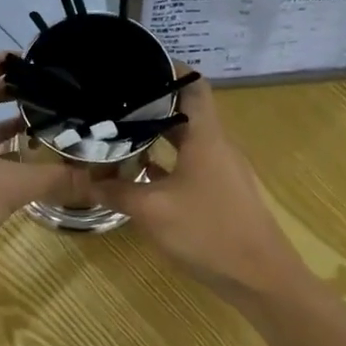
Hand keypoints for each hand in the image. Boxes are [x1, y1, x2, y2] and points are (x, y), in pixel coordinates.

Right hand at [97, 71, 309, 305]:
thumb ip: (116, 193)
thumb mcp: (152, 212)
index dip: (168, 69)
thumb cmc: (208, 233)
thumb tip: (85, 182)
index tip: (136, 66)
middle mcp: (218, 146)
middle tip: (113, 102)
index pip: (193, 85)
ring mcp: (223, 171)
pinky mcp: (223, 194)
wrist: (261, 278)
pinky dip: (167, 165)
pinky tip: (141, 177)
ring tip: (120, 134)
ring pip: (188, 142)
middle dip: (151, 105)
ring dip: (158, 137)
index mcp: (206, 137)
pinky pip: (192, 167)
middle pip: (186, 112)